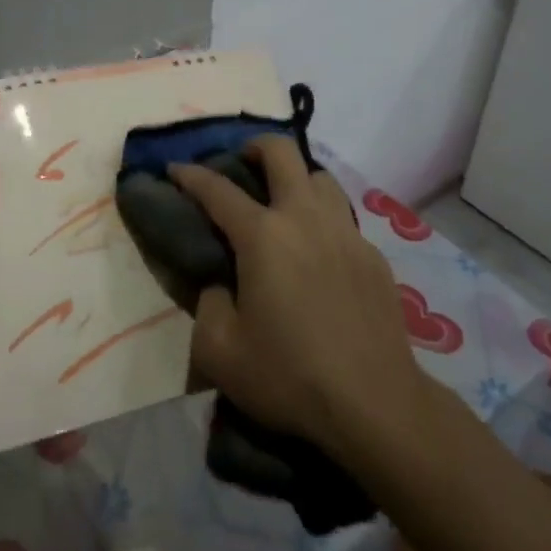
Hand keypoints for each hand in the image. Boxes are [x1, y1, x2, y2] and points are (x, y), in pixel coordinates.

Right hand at [170, 138, 424, 461]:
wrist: (375, 403)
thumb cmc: (290, 377)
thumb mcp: (220, 352)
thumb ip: (208, 305)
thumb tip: (221, 285)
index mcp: (263, 236)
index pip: (217, 189)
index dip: (191, 175)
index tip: (175, 168)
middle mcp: (305, 218)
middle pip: (282, 152)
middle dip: (254, 147)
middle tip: (241, 166)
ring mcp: (345, 233)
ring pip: (320, 177)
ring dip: (295, 178)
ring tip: (282, 205)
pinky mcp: (373, 255)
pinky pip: (341, 217)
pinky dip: (321, 218)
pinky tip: (317, 253)